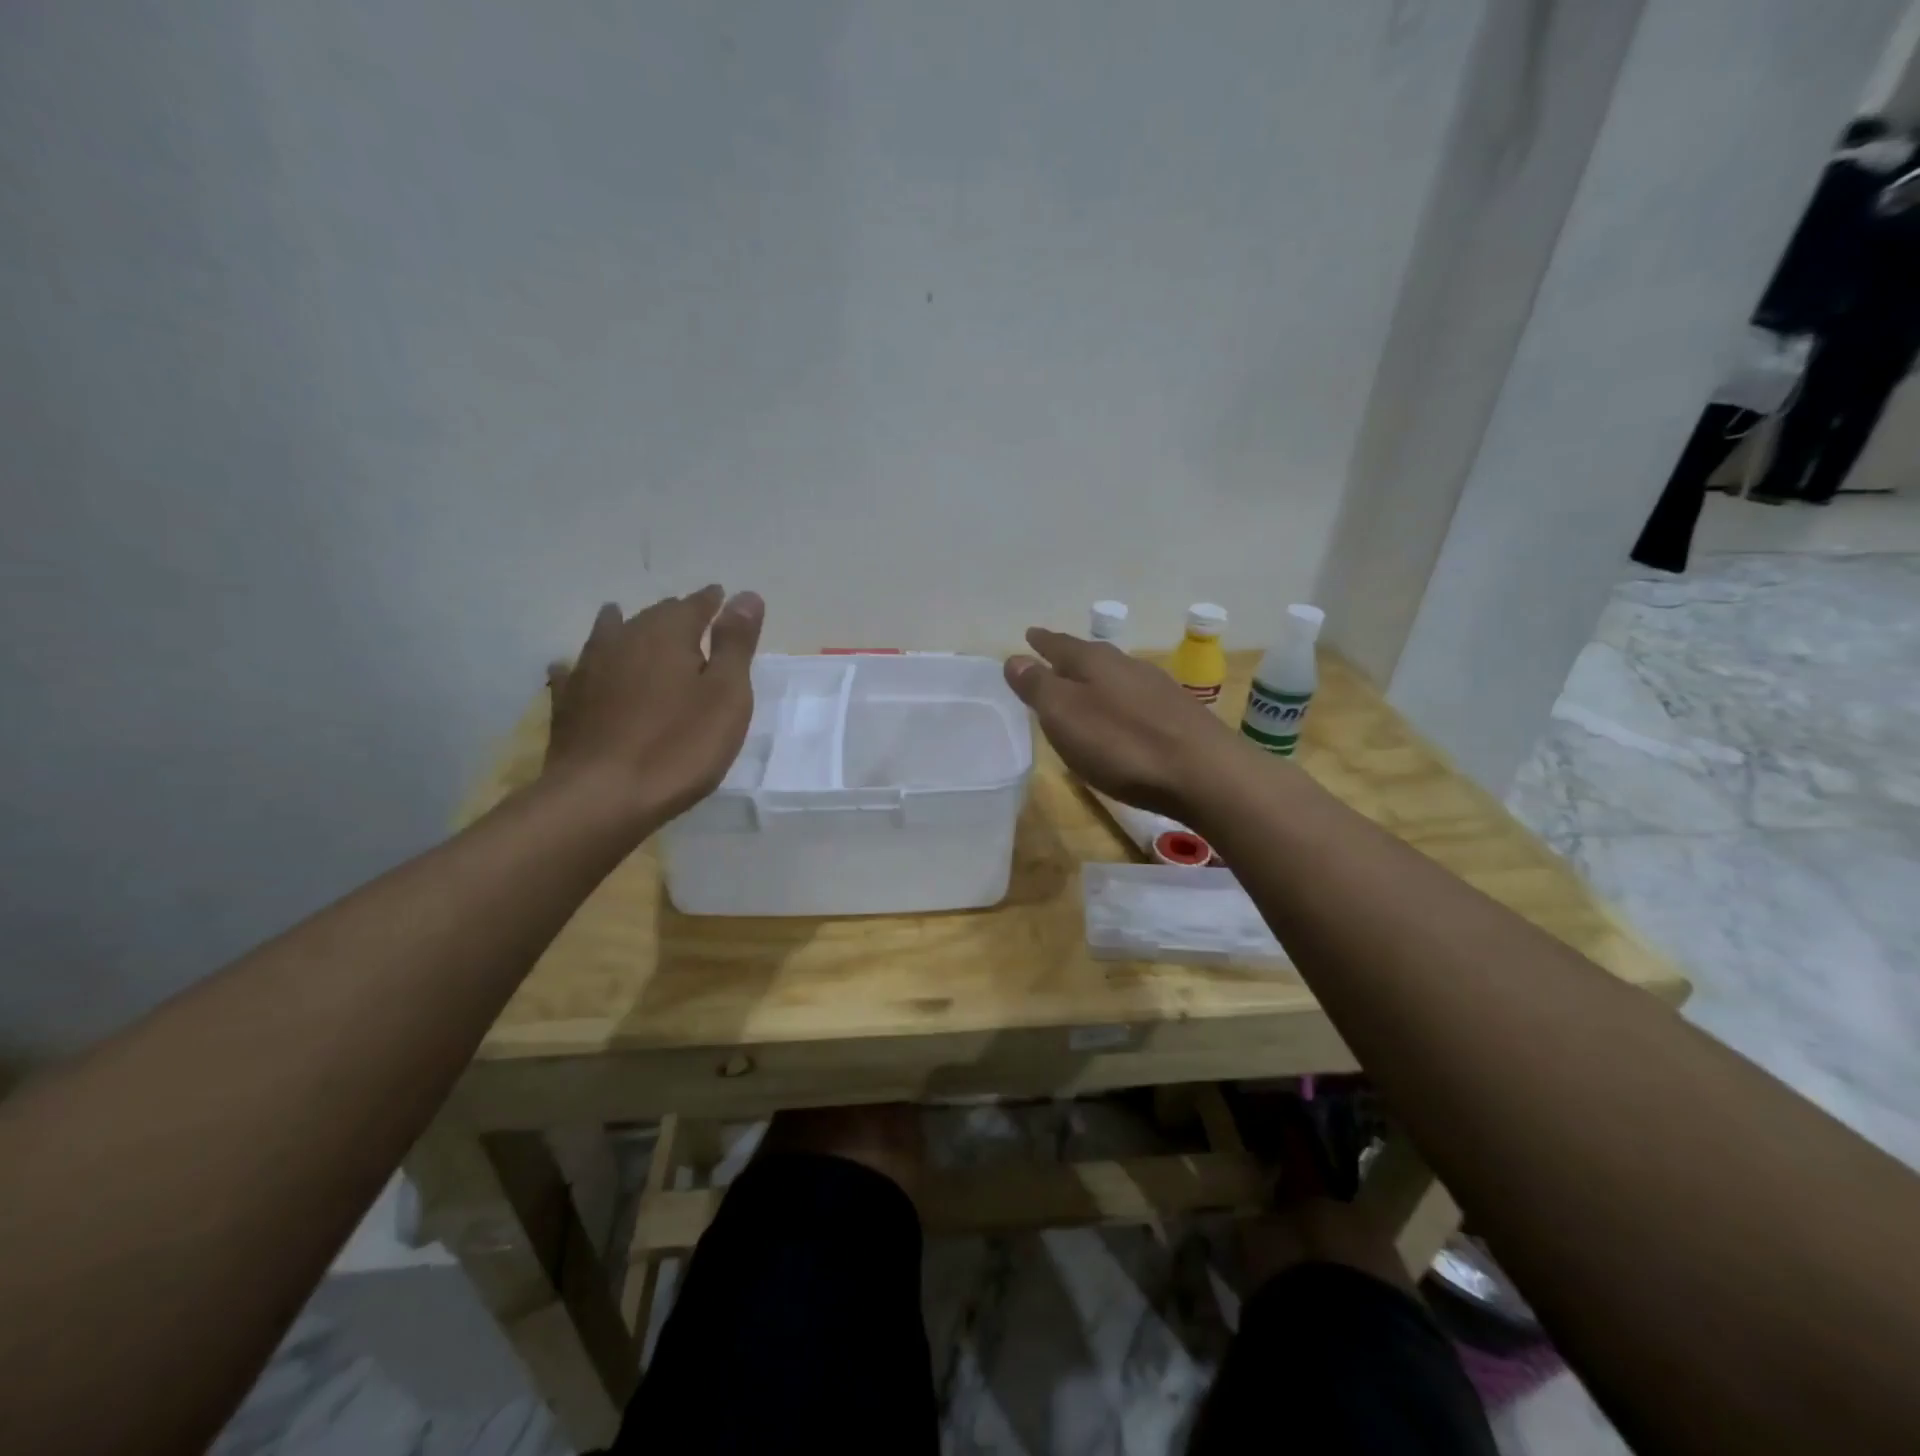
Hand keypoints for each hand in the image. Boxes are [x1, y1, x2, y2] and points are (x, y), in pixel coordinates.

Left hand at [544, 585, 763, 821]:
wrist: (601, 796)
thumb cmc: (679, 746)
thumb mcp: (726, 695)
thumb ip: (736, 644)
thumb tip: (746, 594)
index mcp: (668, 635)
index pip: (694, 606)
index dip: (711, 602)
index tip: (721, 597)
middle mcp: (624, 641)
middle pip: (651, 617)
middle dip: (673, 614)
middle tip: (689, 616)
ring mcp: (589, 670)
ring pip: (608, 635)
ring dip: (622, 626)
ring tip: (622, 617)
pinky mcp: (568, 704)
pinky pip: (574, 671)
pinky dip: (582, 664)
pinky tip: (572, 667)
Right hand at [1005, 628, 1236, 818]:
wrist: (1205, 773)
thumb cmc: (1122, 744)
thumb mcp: (1065, 715)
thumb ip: (1039, 687)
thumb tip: (1014, 659)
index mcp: (1095, 662)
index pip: (1060, 645)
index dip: (1042, 642)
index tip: (1030, 634)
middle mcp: (1128, 666)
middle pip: (1091, 657)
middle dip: (1070, 658)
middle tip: (1053, 660)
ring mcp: (1158, 689)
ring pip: (1117, 676)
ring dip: (1098, 680)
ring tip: (1084, 688)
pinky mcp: (1179, 715)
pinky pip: (1137, 699)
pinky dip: (1121, 702)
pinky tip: (1123, 717)